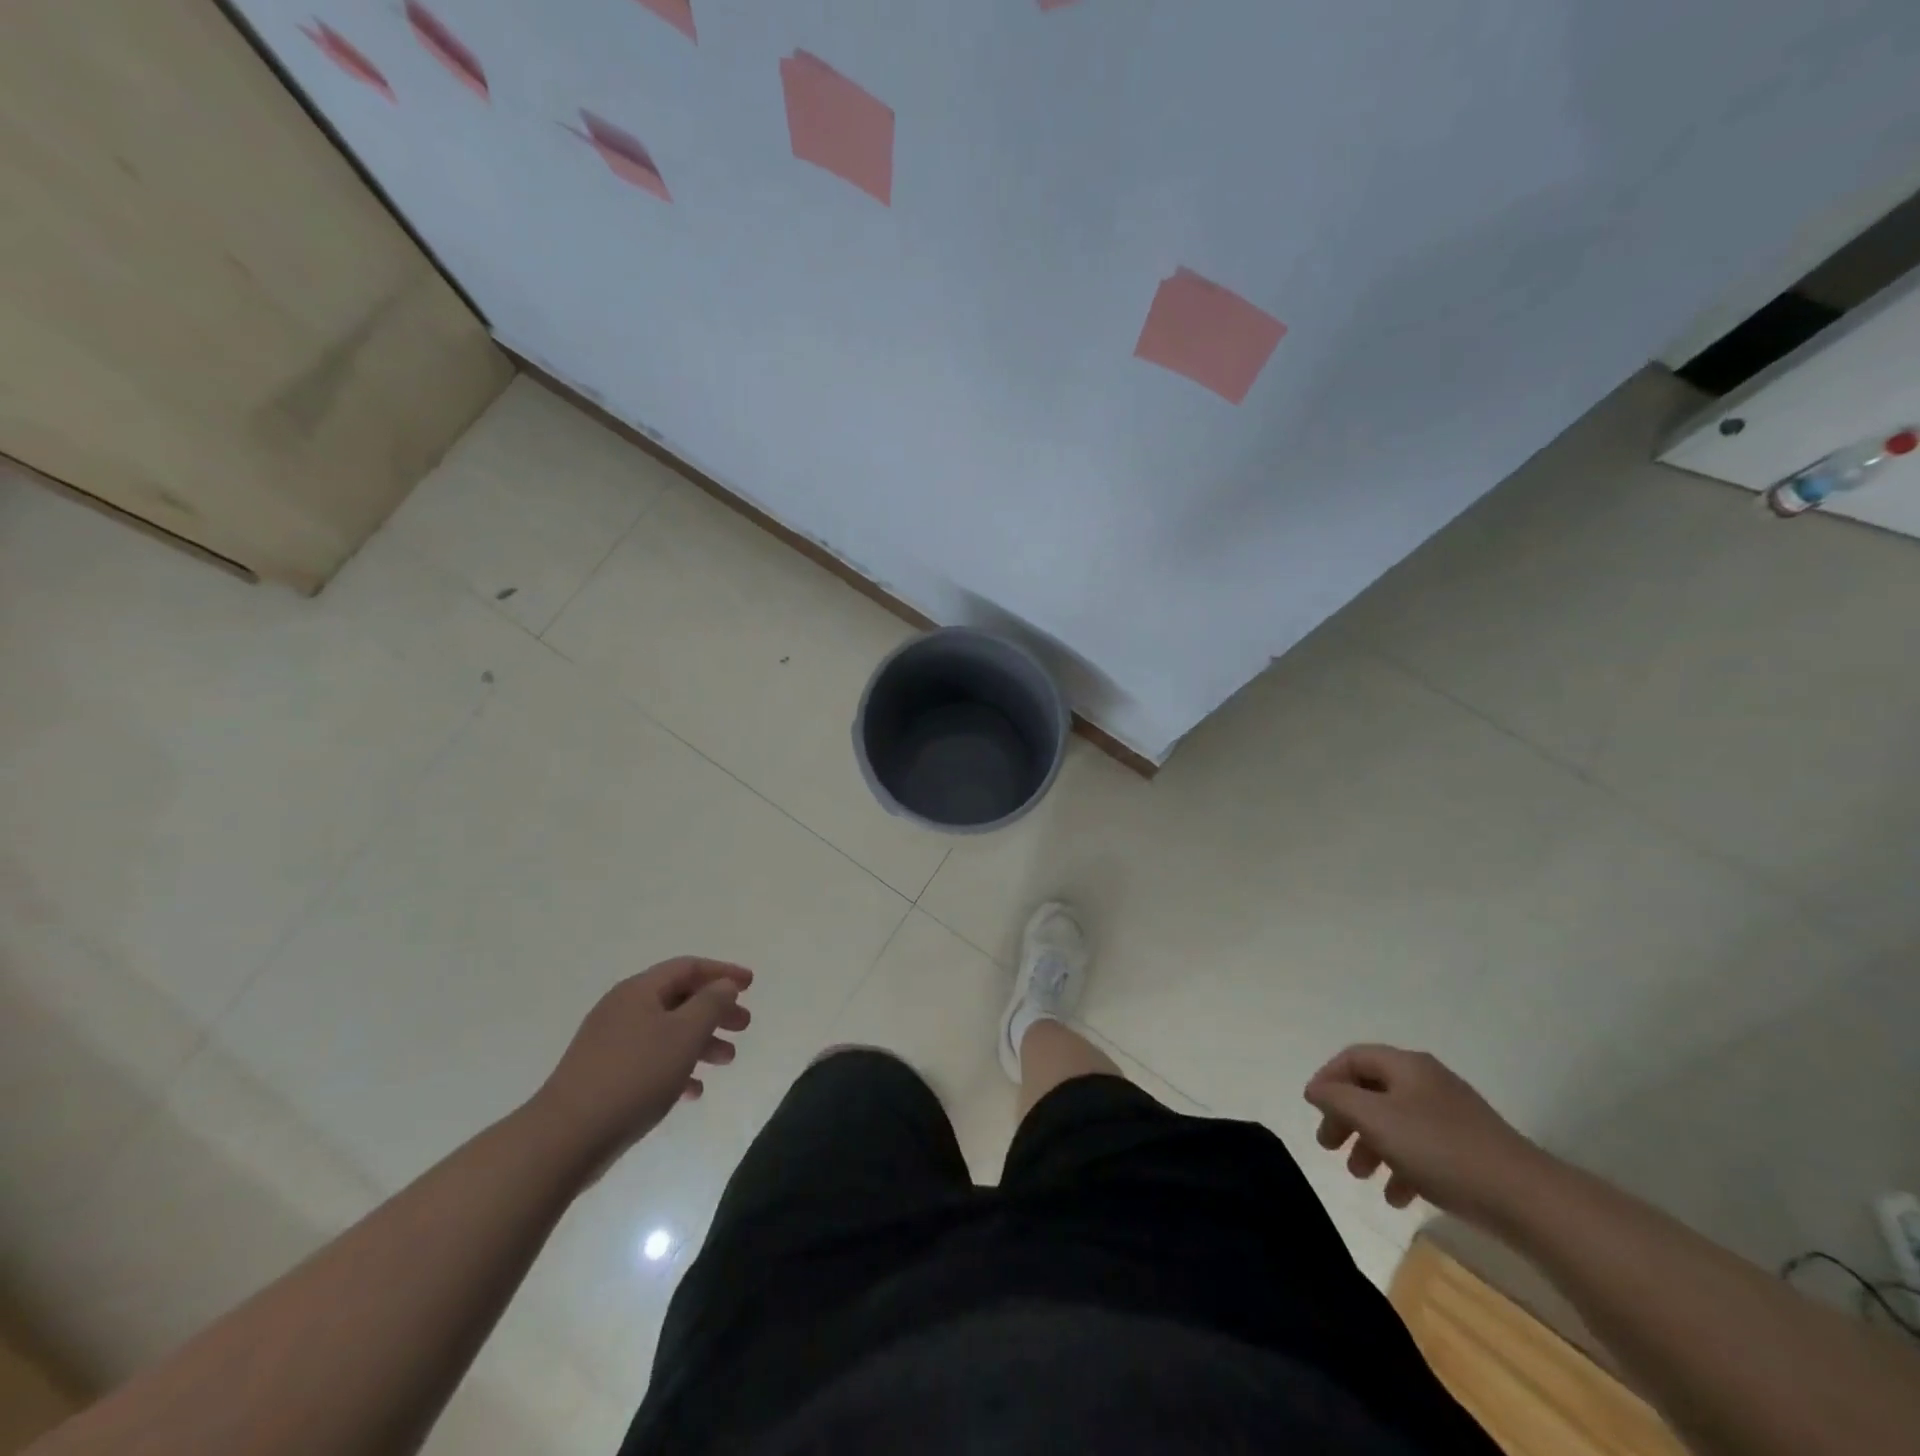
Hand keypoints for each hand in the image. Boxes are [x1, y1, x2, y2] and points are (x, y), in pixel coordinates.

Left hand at [533, 958, 752, 1166]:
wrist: (565, 1138)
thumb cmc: (634, 1075)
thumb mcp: (684, 1034)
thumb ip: (711, 1003)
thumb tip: (723, 984)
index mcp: (639, 991)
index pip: (688, 967)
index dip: (722, 972)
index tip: (751, 985)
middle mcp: (623, 1009)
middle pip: (679, 999)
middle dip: (715, 1010)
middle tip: (743, 1026)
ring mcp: (610, 1044)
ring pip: (667, 1032)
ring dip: (700, 1042)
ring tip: (727, 1061)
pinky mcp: (603, 1076)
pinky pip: (650, 1061)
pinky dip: (676, 1068)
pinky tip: (693, 1091)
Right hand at [1303, 1045, 1548, 1226]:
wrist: (1527, 1199)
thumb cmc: (1440, 1150)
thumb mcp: (1376, 1119)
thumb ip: (1338, 1100)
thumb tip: (1316, 1089)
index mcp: (1406, 1065)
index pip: (1353, 1058)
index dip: (1327, 1079)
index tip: (1313, 1111)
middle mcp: (1428, 1081)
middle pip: (1372, 1090)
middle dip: (1346, 1118)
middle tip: (1329, 1147)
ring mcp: (1452, 1115)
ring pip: (1396, 1122)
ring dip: (1371, 1145)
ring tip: (1360, 1176)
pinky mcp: (1470, 1149)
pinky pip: (1423, 1148)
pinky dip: (1402, 1166)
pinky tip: (1398, 1196)